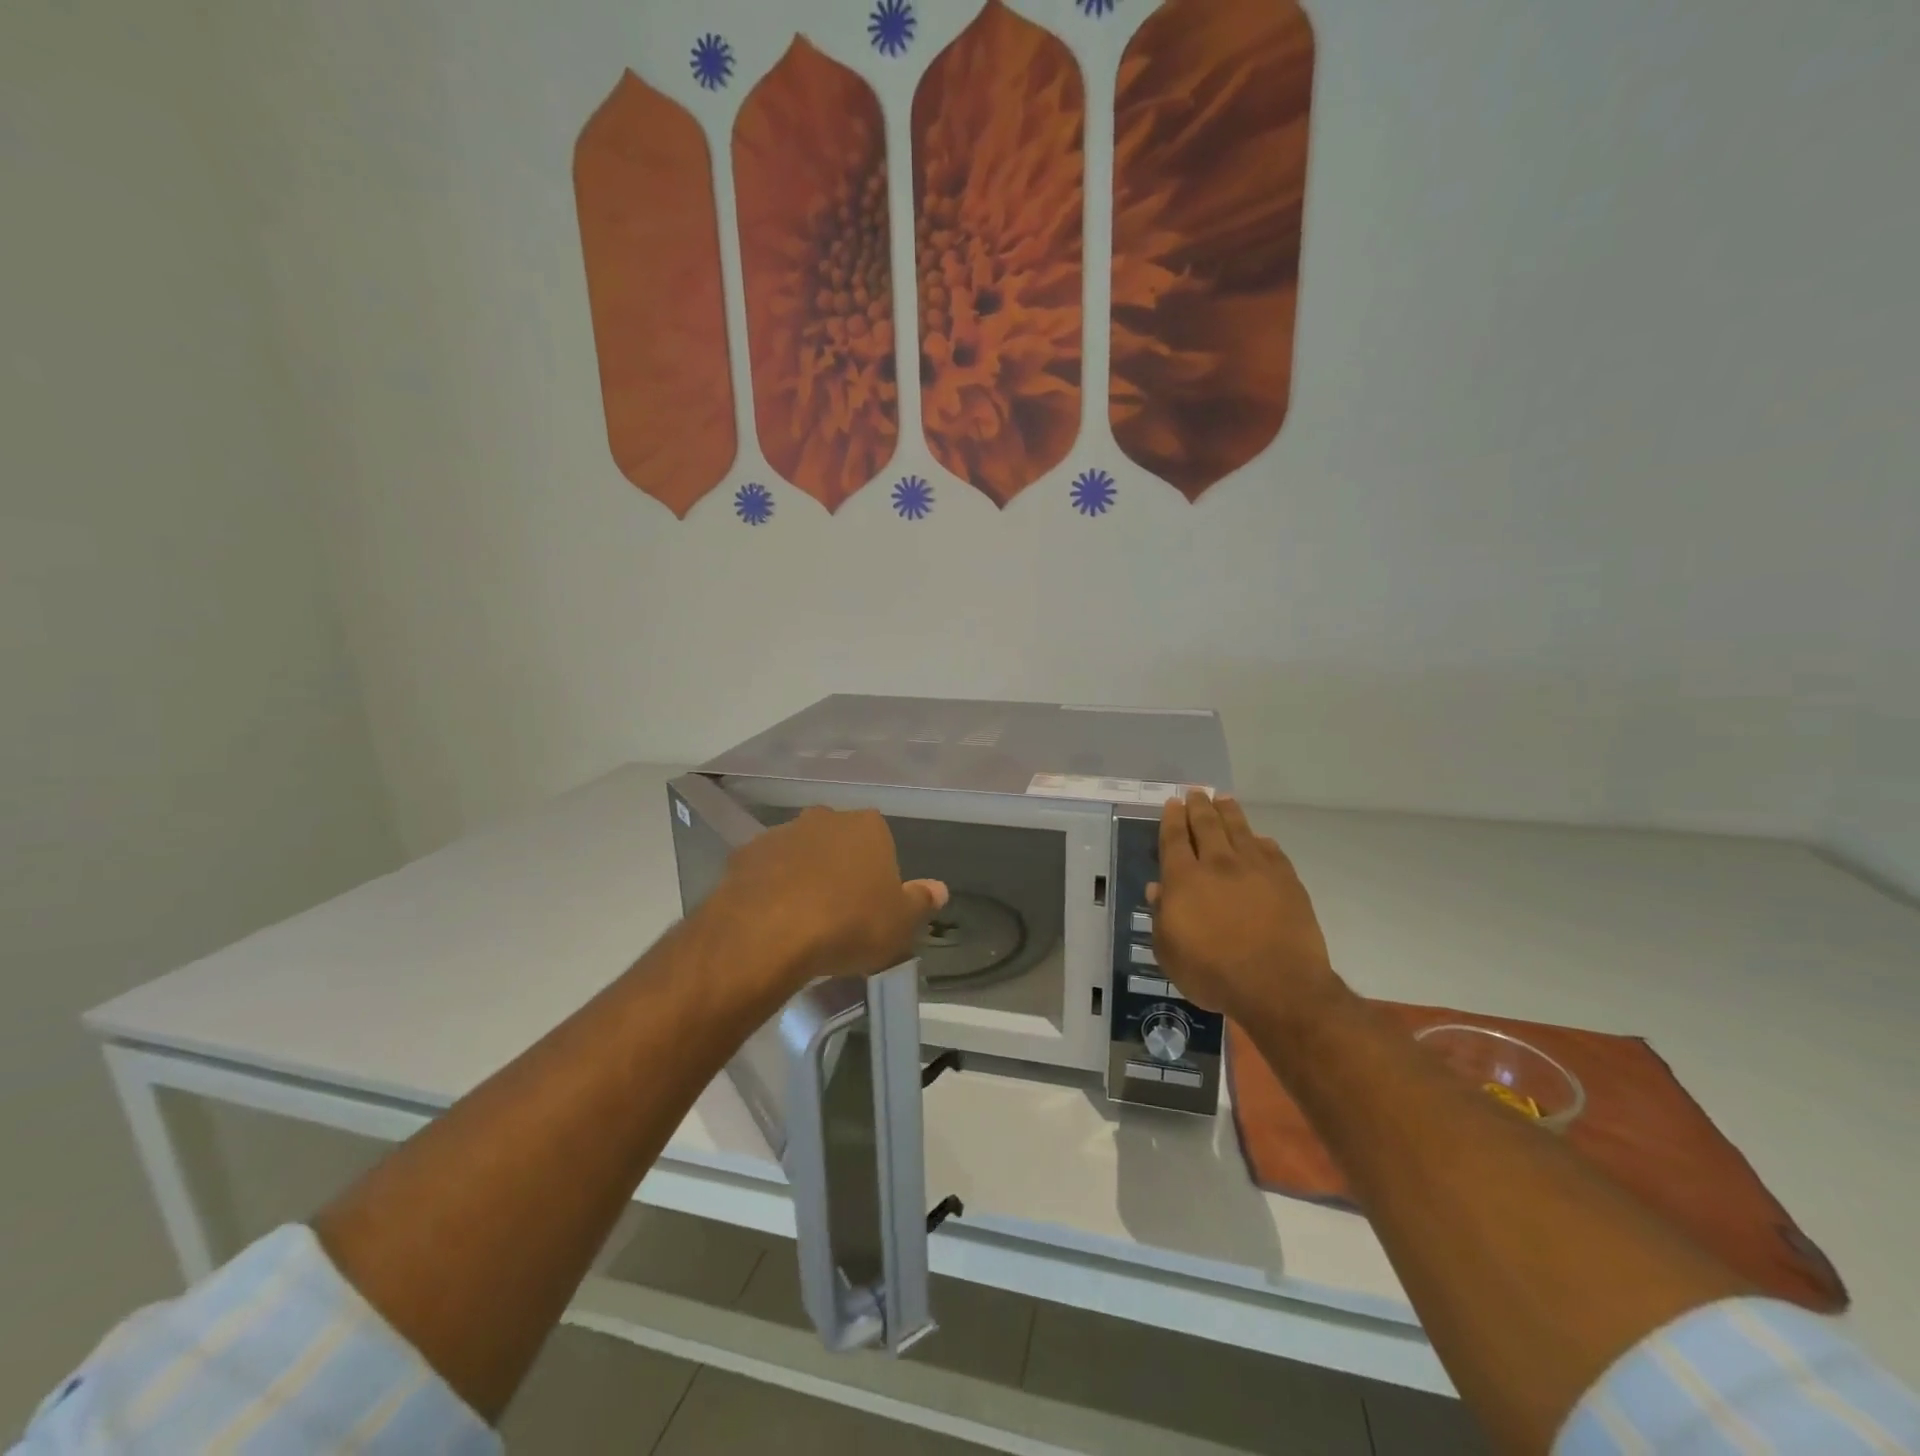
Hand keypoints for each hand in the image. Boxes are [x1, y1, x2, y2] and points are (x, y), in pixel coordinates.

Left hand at [709, 806, 947, 997]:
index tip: (873, 905)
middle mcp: (824, 819)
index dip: (878, 873)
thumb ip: (920, 902)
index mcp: (868, 826)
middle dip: (839, 868)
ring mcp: (781, 833)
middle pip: (838, 842)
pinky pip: (765, 870)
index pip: (880, 841)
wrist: (768, 933)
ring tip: (802, 921)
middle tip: (840, 912)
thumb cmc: (849, 924)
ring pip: (799, 853)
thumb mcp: (900, 923)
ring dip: (802, 876)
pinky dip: (770, 888)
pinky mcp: (744, 855)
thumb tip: (939, 889)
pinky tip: (771, 920)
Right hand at [1149, 792, 1339, 1025]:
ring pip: (1240, 829)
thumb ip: (1161, 917)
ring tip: (1224, 799)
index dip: (1172, 818)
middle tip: (1196, 792)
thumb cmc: (1213, 973)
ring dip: (1229, 812)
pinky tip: (1259, 839)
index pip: (1175, 838)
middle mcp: (1218, 864)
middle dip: (1199, 806)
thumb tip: (1157, 889)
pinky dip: (1260, 841)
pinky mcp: (1287, 881)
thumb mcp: (1169, 952)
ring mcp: (1256, 869)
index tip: (1173, 802)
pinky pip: (1270, 851)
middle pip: (1207, 825)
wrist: (1278, 985)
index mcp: (1184, 879)